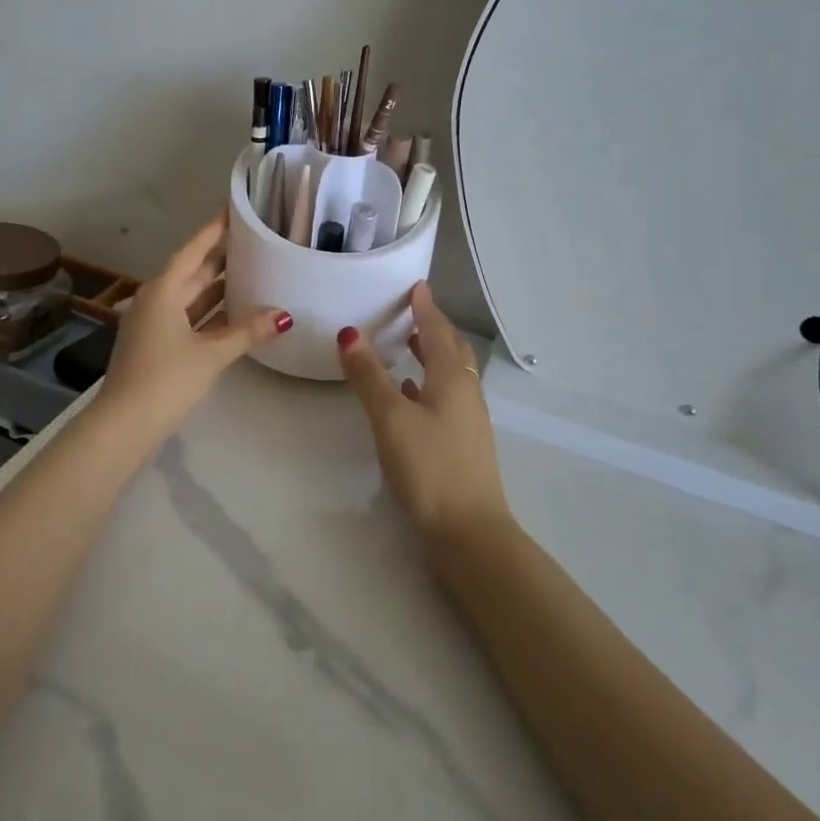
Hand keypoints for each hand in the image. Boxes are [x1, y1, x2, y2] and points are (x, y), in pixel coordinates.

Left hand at [99, 209, 290, 446]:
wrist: (123, 426)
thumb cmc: (166, 379)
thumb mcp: (211, 354)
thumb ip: (248, 332)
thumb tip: (285, 315)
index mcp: (163, 290)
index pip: (194, 250)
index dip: (215, 229)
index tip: (234, 209)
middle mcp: (156, 299)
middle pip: (193, 271)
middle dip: (222, 257)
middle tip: (255, 240)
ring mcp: (154, 323)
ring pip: (191, 296)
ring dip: (218, 287)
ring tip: (254, 271)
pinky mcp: (157, 345)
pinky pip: (189, 318)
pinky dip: (211, 313)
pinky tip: (236, 313)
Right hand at [338, 282, 511, 545]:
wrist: (469, 534)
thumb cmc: (430, 468)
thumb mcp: (391, 418)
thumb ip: (369, 376)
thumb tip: (350, 333)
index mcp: (452, 379)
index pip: (438, 331)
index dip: (425, 308)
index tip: (416, 286)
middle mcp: (465, 393)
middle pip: (451, 350)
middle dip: (433, 328)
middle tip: (411, 312)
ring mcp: (467, 421)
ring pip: (450, 375)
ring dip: (432, 356)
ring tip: (409, 346)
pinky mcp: (462, 444)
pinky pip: (446, 399)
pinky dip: (428, 386)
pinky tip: (410, 395)